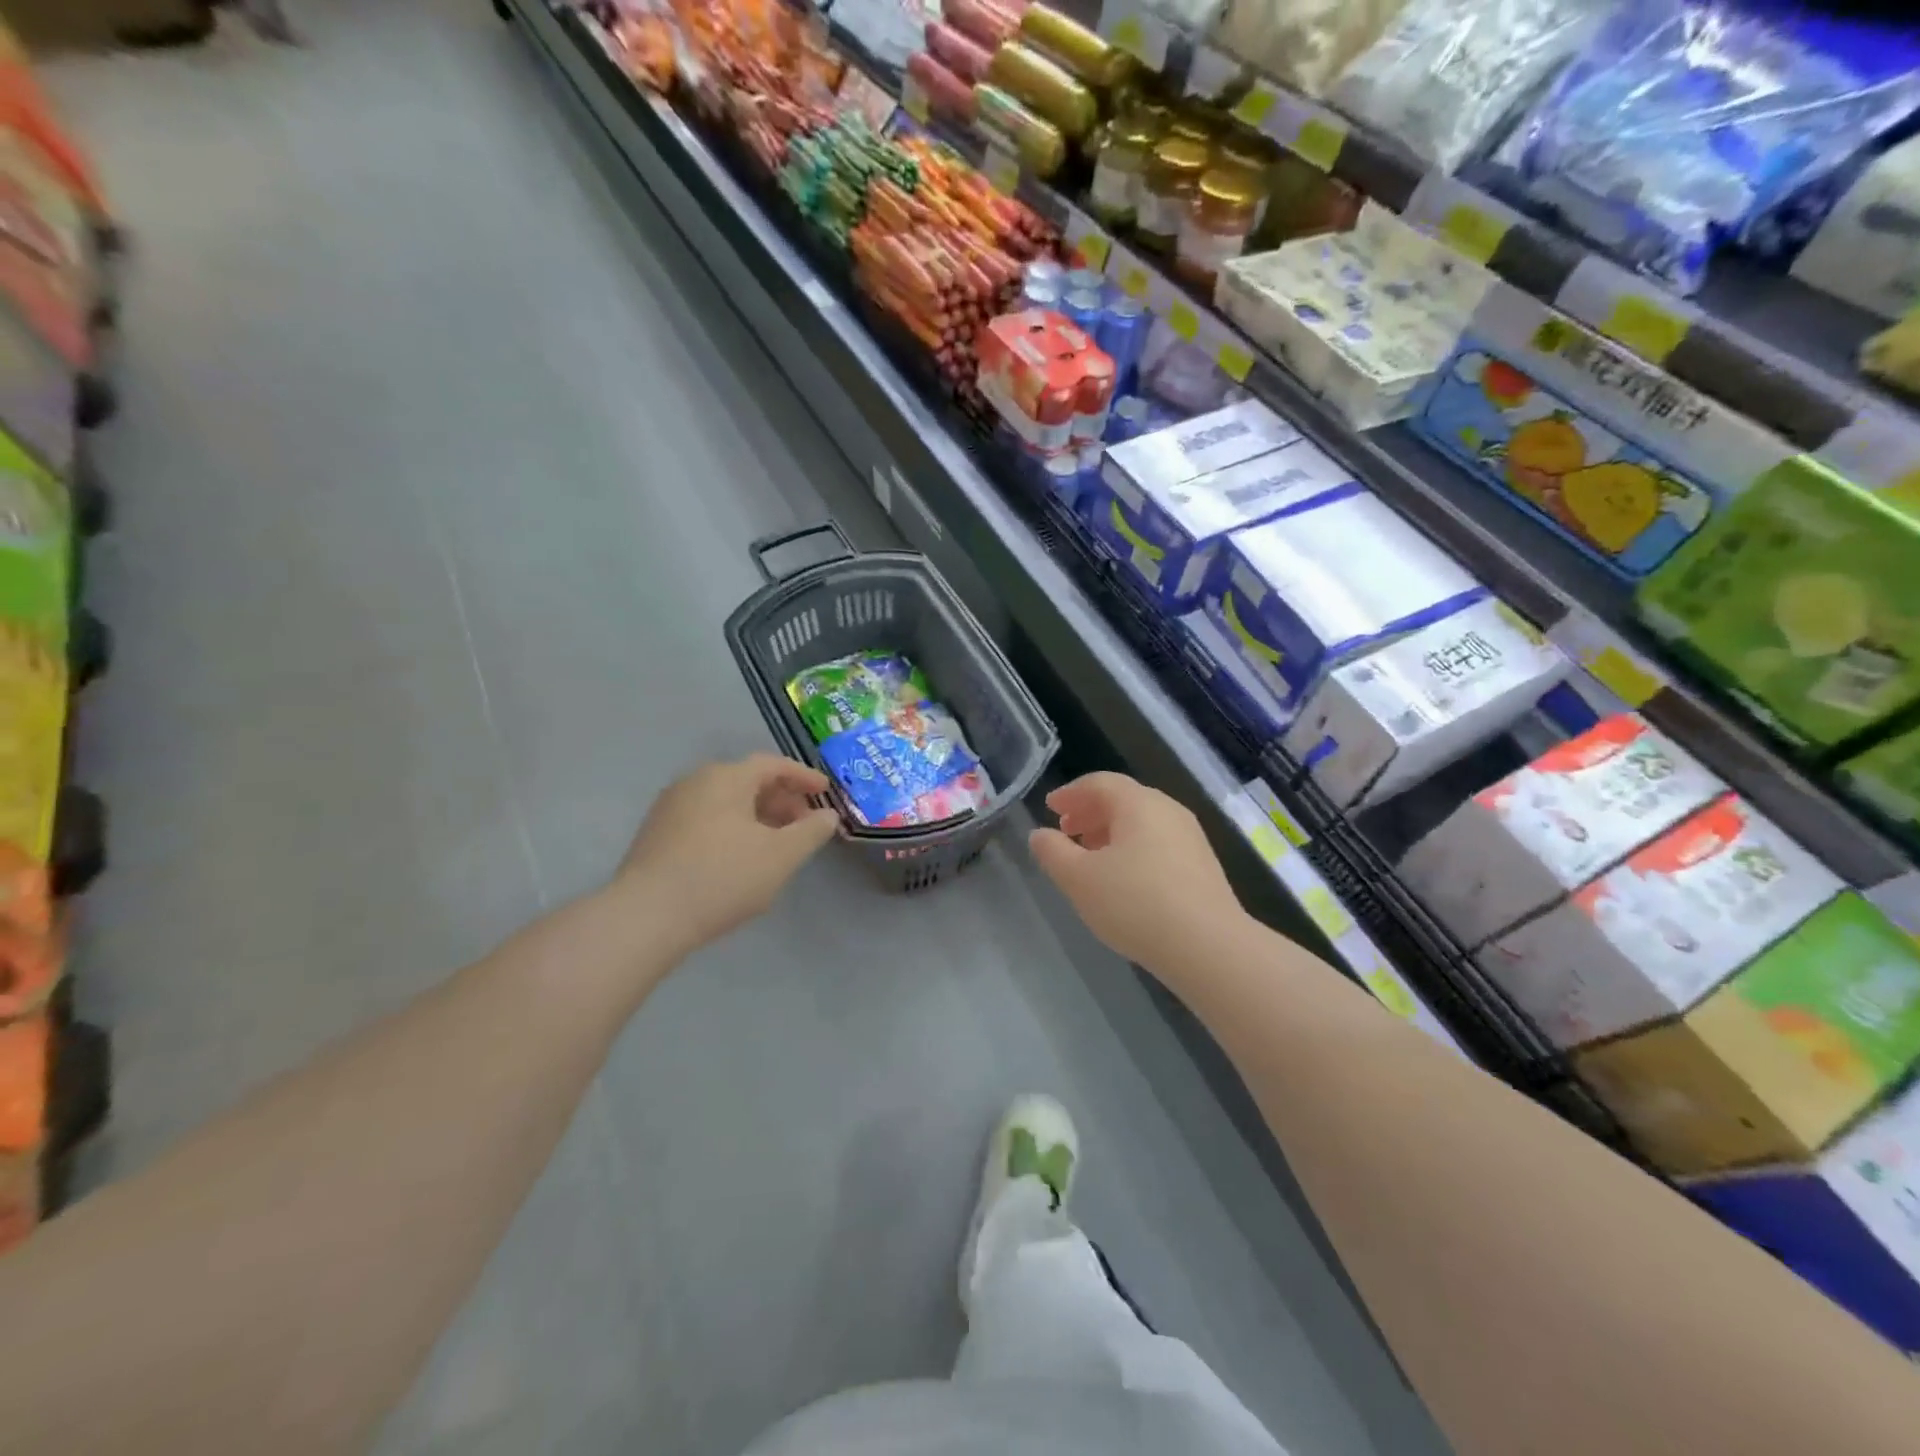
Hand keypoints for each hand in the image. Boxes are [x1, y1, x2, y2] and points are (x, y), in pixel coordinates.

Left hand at [616, 754, 839, 954]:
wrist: (646, 917)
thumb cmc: (723, 877)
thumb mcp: (781, 856)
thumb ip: (811, 831)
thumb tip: (828, 815)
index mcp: (726, 777)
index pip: (773, 765)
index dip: (803, 776)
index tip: (825, 792)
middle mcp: (695, 782)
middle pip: (747, 781)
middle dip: (781, 800)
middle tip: (804, 825)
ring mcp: (671, 807)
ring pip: (725, 802)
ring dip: (757, 817)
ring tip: (776, 845)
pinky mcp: (656, 834)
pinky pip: (705, 819)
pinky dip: (731, 829)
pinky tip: (740, 858)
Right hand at [1029, 772, 1245, 977]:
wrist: (1209, 947)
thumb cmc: (1135, 904)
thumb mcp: (1079, 879)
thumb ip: (1053, 852)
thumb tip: (1040, 834)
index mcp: (1138, 803)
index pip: (1099, 783)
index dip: (1071, 793)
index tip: (1050, 806)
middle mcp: (1168, 810)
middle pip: (1123, 800)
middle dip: (1090, 812)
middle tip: (1066, 829)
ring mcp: (1190, 838)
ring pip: (1142, 823)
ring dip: (1111, 832)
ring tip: (1090, 856)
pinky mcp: (1203, 865)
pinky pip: (1158, 843)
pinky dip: (1133, 848)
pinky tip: (1123, 879)